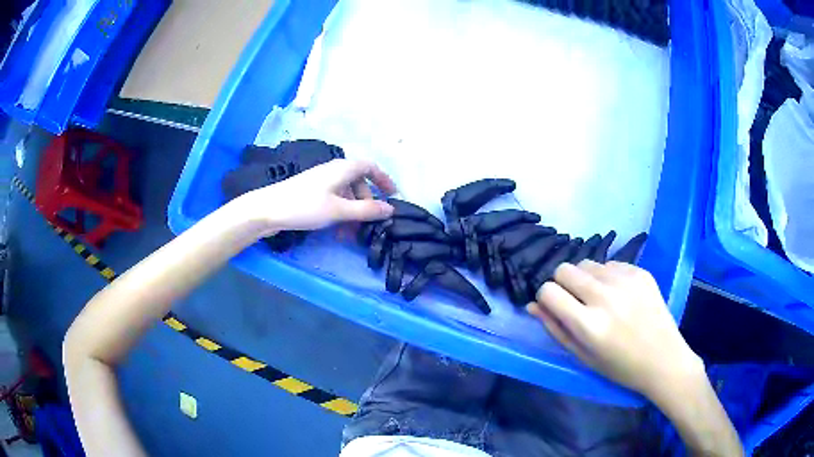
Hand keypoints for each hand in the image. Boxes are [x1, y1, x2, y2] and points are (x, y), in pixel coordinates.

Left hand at [236, 159, 397, 232]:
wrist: (268, 209)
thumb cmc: (305, 206)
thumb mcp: (339, 210)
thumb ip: (366, 210)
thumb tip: (391, 209)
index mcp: (343, 169)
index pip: (370, 167)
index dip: (384, 179)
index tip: (393, 195)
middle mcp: (333, 171)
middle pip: (358, 182)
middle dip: (367, 202)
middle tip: (370, 222)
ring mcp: (321, 181)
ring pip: (345, 193)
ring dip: (353, 211)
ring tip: (352, 233)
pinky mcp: (311, 192)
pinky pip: (333, 199)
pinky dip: (340, 213)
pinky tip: (337, 231)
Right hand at [528, 260, 703, 398]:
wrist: (664, 359)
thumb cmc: (620, 367)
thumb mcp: (583, 356)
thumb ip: (555, 329)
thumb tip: (533, 305)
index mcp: (588, 324)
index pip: (548, 291)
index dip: (547, 299)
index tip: (556, 308)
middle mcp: (605, 296)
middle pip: (565, 269)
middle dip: (563, 284)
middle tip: (577, 302)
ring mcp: (625, 280)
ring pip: (588, 263)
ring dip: (586, 279)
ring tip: (600, 298)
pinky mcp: (640, 271)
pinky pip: (611, 264)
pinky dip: (608, 276)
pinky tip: (620, 295)